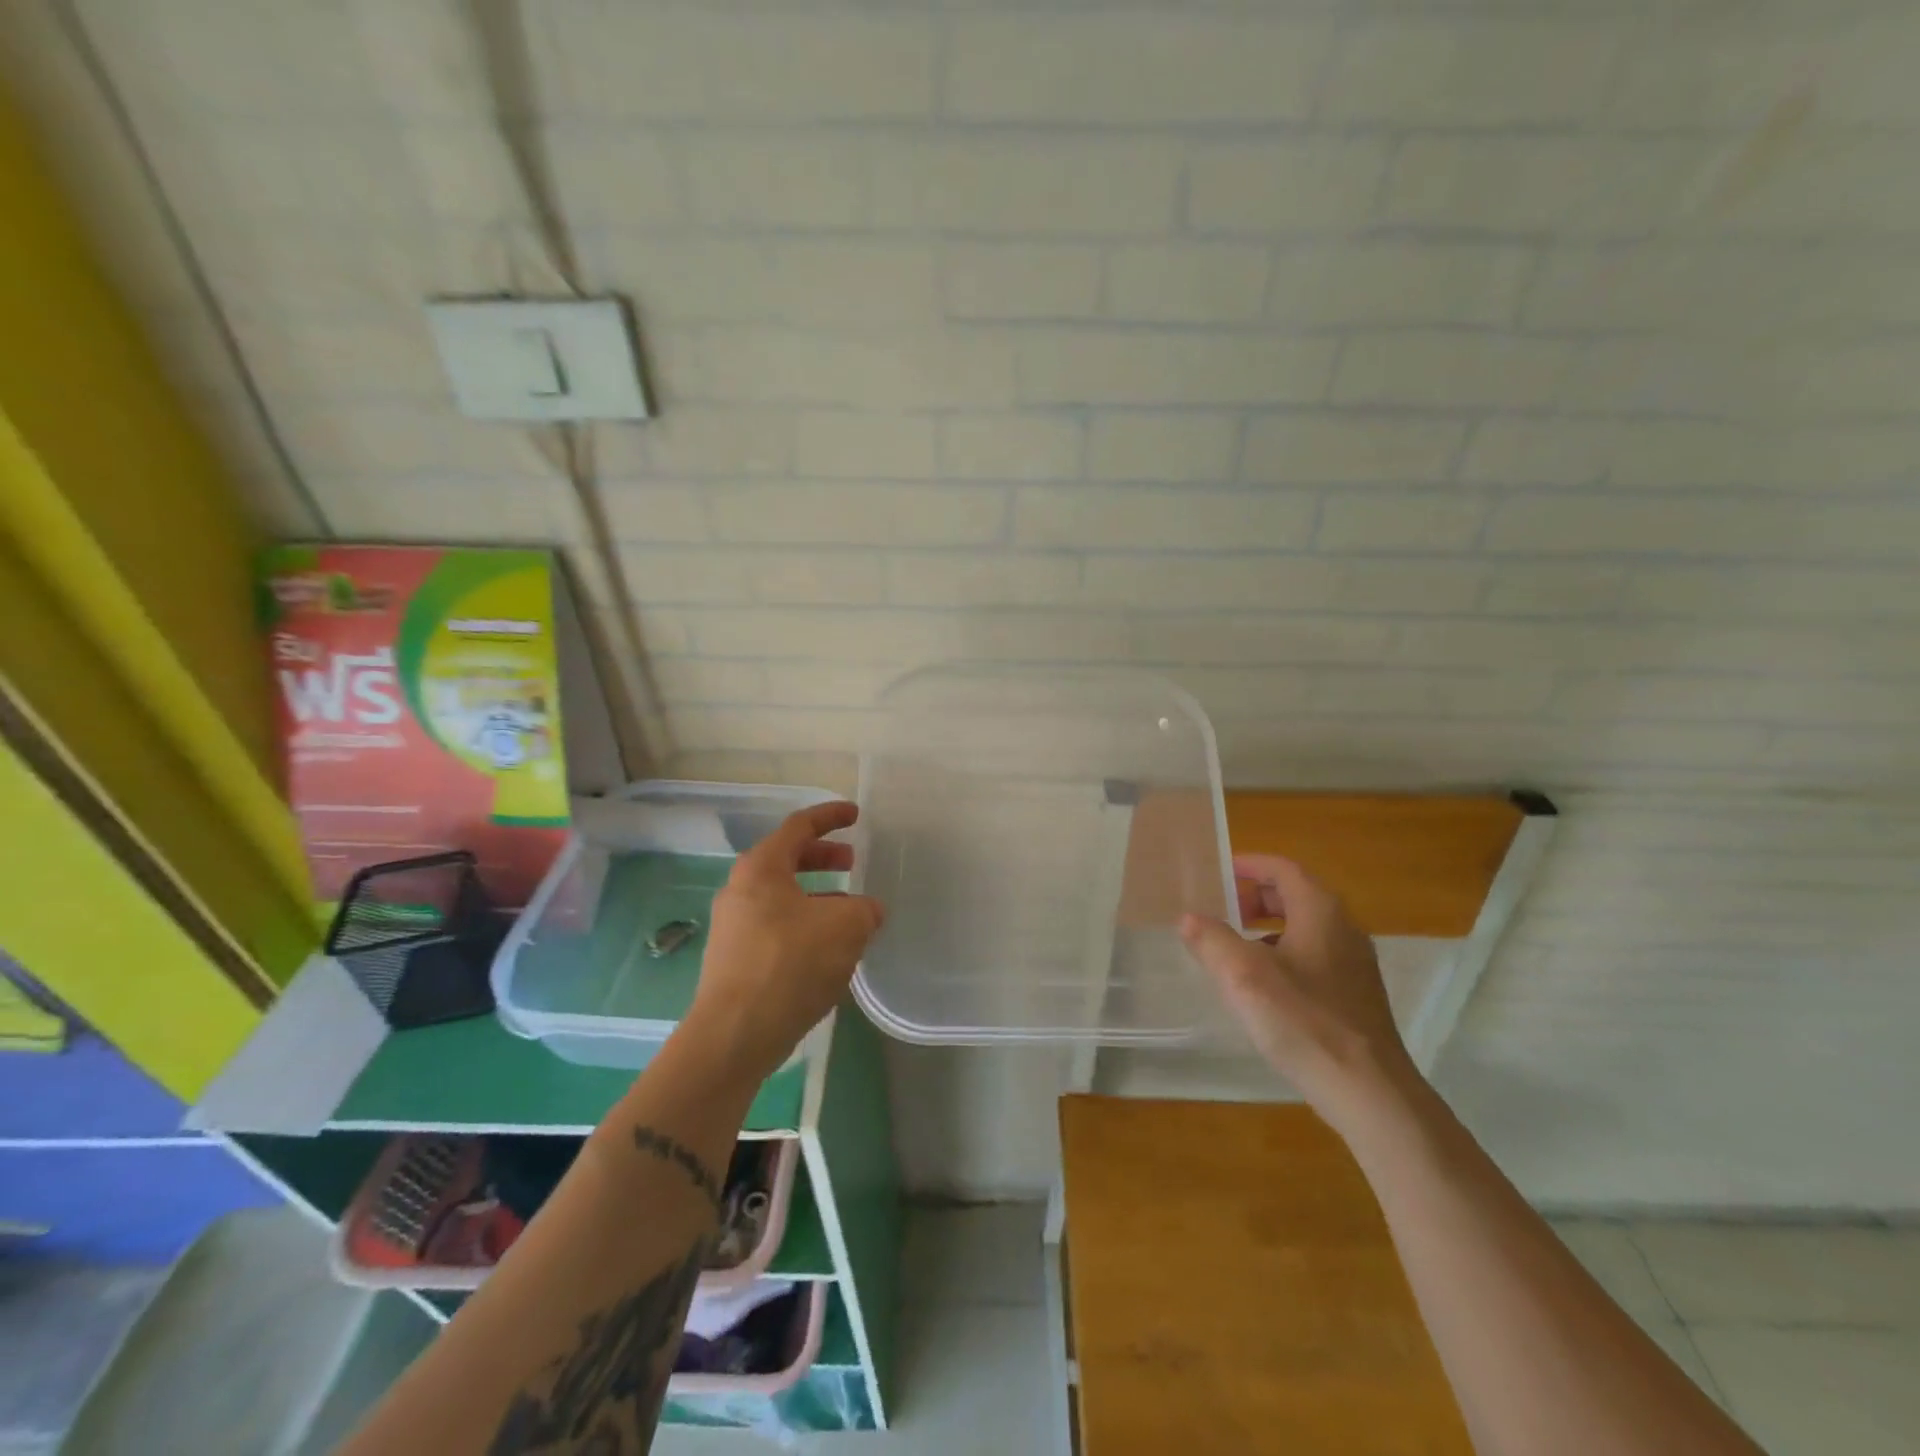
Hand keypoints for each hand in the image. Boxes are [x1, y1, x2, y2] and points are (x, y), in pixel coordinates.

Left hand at [687, 802, 884, 1081]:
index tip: (855, 815)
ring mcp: (733, 926)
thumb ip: (864, 910)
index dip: (830, 817)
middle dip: (823, 857)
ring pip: (782, 896)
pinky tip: (826, 949)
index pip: (799, 826)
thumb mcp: (845, 928)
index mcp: (762, 868)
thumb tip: (867, 910)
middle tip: (852, 862)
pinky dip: (803, 924)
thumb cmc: (790, 965)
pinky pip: (775, 926)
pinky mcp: (734, 959)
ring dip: (816, 896)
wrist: (734, 1035)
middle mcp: (740, 890)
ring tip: (847, 912)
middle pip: (787, 859)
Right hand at [1180, 854, 1420, 1131]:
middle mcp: (1343, 929)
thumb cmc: (1303, 1021)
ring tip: (1233, 950)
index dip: (1248, 865)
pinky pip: (1313, 958)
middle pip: (1294, 896)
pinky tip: (1262, 989)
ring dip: (1266, 929)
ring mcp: (1354, 965)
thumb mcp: (1242, 975)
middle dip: (1254, 898)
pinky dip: (1283, 956)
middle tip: (1220, 911)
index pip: (1282, 868)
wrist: (1369, 1091)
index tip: (1217, 872)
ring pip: (1304, 929)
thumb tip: (1188, 917)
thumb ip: (1211, 939)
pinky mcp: (1356, 996)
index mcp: (1320, 912)